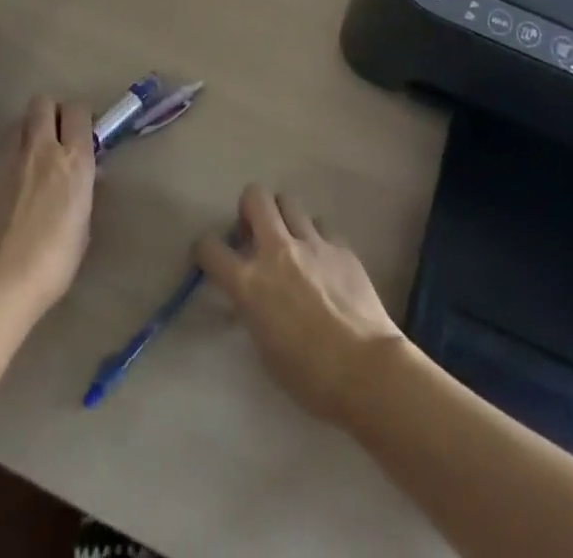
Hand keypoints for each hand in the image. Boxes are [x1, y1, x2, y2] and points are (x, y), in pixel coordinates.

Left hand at [0, 95, 95, 318]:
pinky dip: (11, 160)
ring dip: (28, 132)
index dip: (81, 116)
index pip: (78, 110)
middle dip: (51, 112)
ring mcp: (10, 159)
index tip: (84, 132)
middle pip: (43, 102)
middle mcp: (42, 148)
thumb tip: (88, 175)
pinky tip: (13, 187)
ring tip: (34, 159)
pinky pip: (2, 153)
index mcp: (74, 158)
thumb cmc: (55, 258)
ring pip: (19, 123)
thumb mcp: (83, 222)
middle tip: (57, 137)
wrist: (2, 279)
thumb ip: (84, 190)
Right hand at [196, 185, 404, 425]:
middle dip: (249, 209)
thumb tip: (254, 294)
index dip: (206, 250)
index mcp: (250, 282)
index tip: (212, 258)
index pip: (210, 248)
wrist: (365, 369)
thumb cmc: (309, 376)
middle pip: (255, 197)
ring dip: (284, 218)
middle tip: (256, 233)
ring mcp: (311, 243)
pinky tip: (323, 262)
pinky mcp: (340, 246)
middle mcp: (276, 251)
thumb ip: (254, 308)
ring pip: (289, 202)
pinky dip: (317, 238)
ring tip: (292, 243)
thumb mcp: (265, 346)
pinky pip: (322, 226)